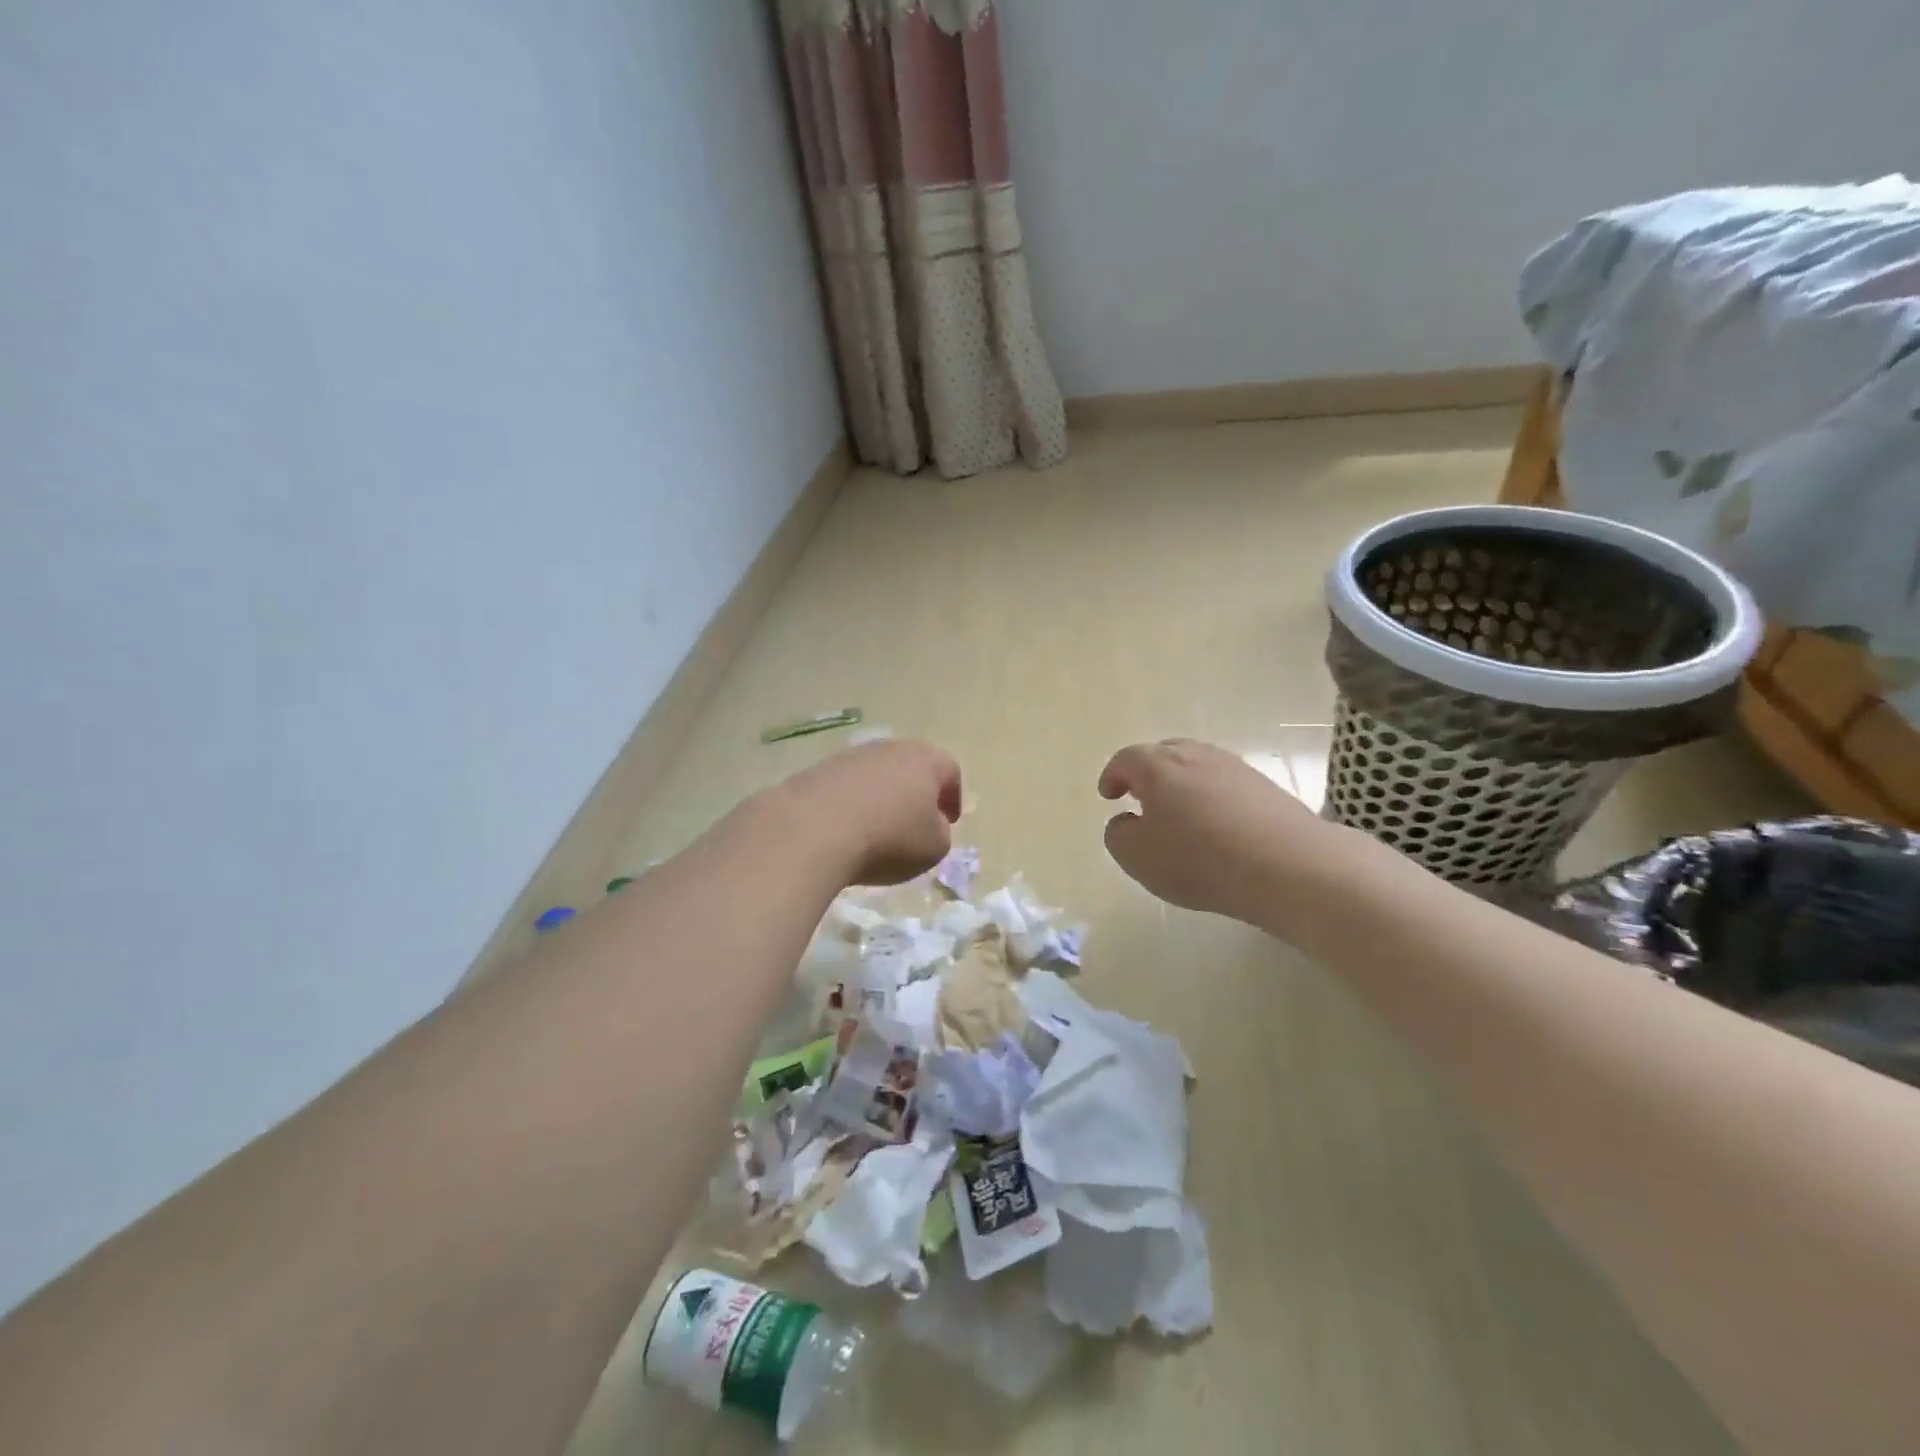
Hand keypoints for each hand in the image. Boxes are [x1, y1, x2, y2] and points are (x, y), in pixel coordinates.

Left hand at [771, 740, 962, 885]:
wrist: (814, 830)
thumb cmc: (890, 838)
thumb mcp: (934, 847)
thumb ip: (940, 833)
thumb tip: (929, 825)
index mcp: (925, 759)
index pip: (949, 771)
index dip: (953, 797)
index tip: (949, 821)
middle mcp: (889, 749)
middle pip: (910, 768)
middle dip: (916, 794)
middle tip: (916, 823)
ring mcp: (849, 758)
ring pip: (875, 777)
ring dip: (881, 799)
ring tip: (877, 830)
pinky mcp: (816, 773)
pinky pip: (845, 790)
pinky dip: (850, 807)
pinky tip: (846, 831)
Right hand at [1098, 738, 1344, 924]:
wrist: (1288, 866)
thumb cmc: (1199, 859)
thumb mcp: (1137, 856)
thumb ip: (1119, 835)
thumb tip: (1126, 822)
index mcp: (1158, 766)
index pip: (1126, 759)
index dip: (1113, 776)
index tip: (1109, 795)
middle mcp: (1196, 756)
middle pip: (1164, 753)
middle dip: (1147, 772)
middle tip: (1141, 797)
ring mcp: (1235, 768)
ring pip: (1198, 766)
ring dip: (1182, 784)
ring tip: (1179, 813)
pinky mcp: (1265, 787)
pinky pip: (1225, 784)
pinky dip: (1212, 797)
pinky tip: (1216, 826)